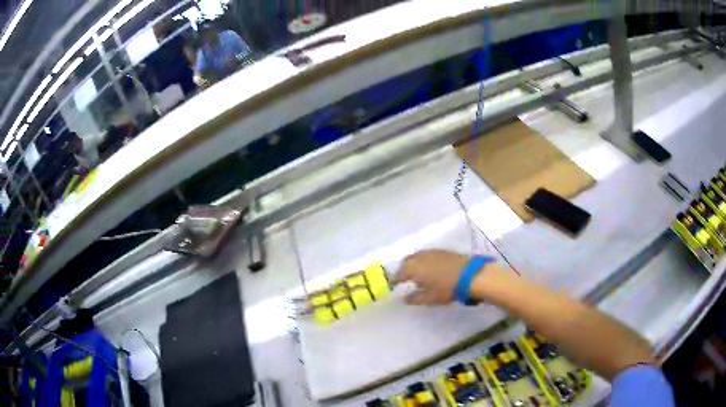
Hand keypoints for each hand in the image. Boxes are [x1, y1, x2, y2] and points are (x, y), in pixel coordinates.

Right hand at [394, 249, 469, 304]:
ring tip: (417, 275)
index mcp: (411, 268)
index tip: (392, 288)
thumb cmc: (446, 288)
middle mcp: (419, 257)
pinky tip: (429, 269)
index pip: (397, 275)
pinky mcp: (442, 251)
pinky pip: (427, 256)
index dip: (393, 282)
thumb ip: (413, 298)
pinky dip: (424, 262)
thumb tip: (403, 298)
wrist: (470, 275)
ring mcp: (431, 252)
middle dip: (403, 271)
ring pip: (417, 257)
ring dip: (414, 265)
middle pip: (406, 263)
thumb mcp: (428, 298)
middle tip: (403, 281)